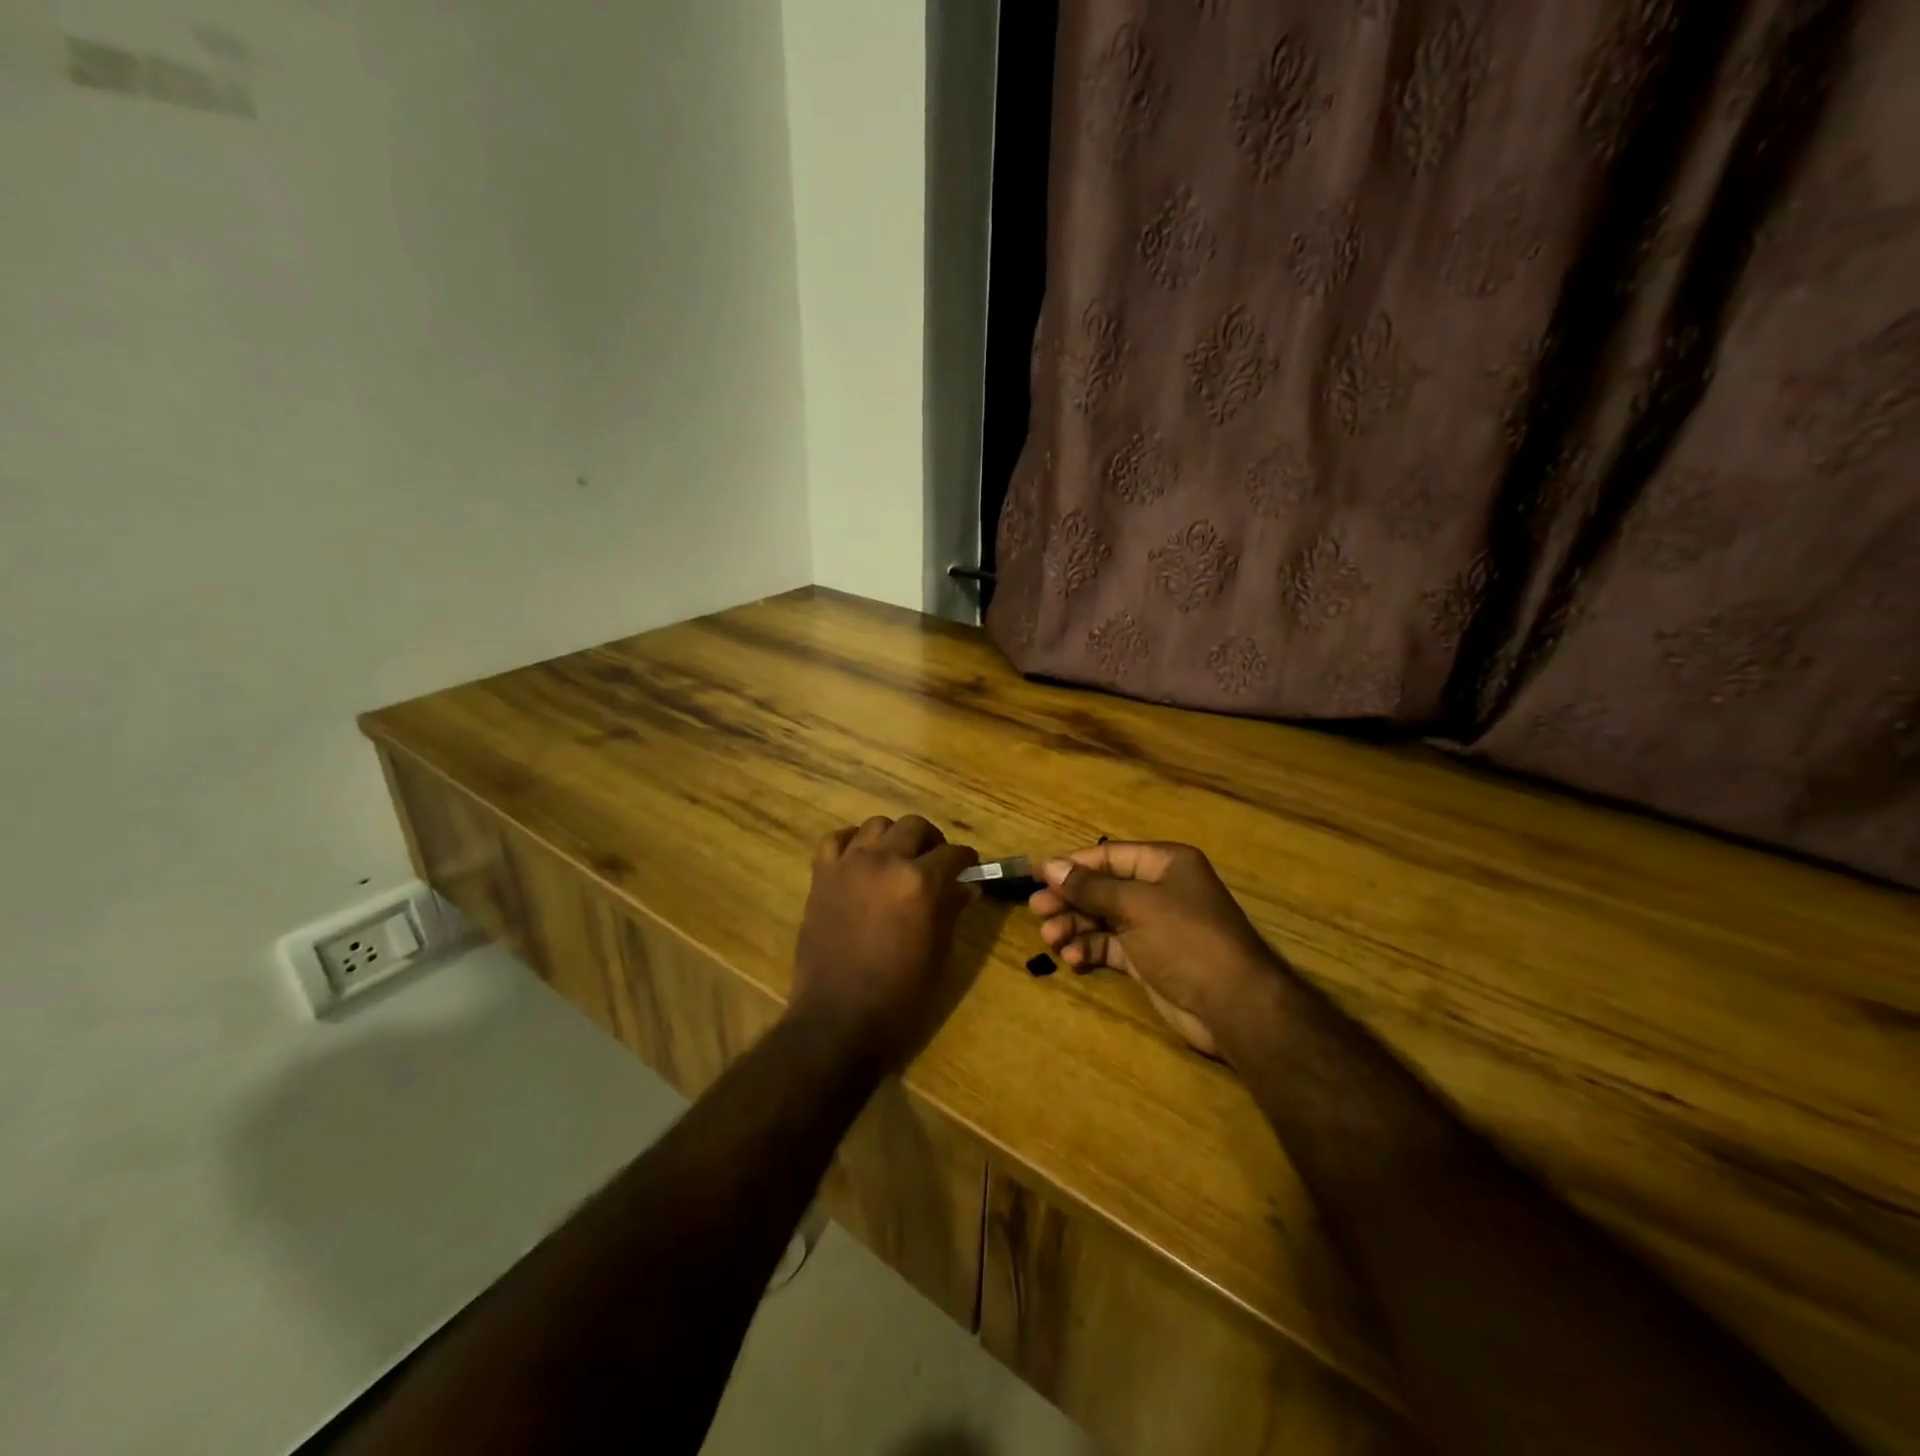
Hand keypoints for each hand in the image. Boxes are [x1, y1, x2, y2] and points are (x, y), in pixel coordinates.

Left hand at [790, 815, 980, 1070]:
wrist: (839, 1019)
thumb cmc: (900, 995)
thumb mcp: (939, 953)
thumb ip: (951, 910)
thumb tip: (966, 886)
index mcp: (920, 882)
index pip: (953, 853)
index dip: (966, 860)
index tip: (969, 868)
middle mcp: (885, 861)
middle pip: (915, 826)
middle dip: (932, 841)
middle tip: (935, 862)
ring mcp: (849, 865)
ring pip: (877, 825)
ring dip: (893, 837)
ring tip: (897, 859)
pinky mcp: (822, 876)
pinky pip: (836, 840)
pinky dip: (852, 842)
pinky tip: (860, 859)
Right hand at [1027, 842, 1282, 1057]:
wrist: (1233, 1005)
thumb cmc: (1185, 938)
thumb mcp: (1135, 906)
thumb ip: (1090, 887)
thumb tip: (1051, 866)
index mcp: (1165, 864)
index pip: (1110, 855)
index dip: (1073, 864)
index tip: (1038, 875)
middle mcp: (1159, 890)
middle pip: (1103, 888)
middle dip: (1070, 899)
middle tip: (1037, 910)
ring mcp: (1154, 926)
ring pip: (1103, 918)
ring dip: (1075, 926)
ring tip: (1051, 938)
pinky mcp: (1148, 959)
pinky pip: (1110, 946)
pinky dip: (1090, 949)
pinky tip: (1073, 958)